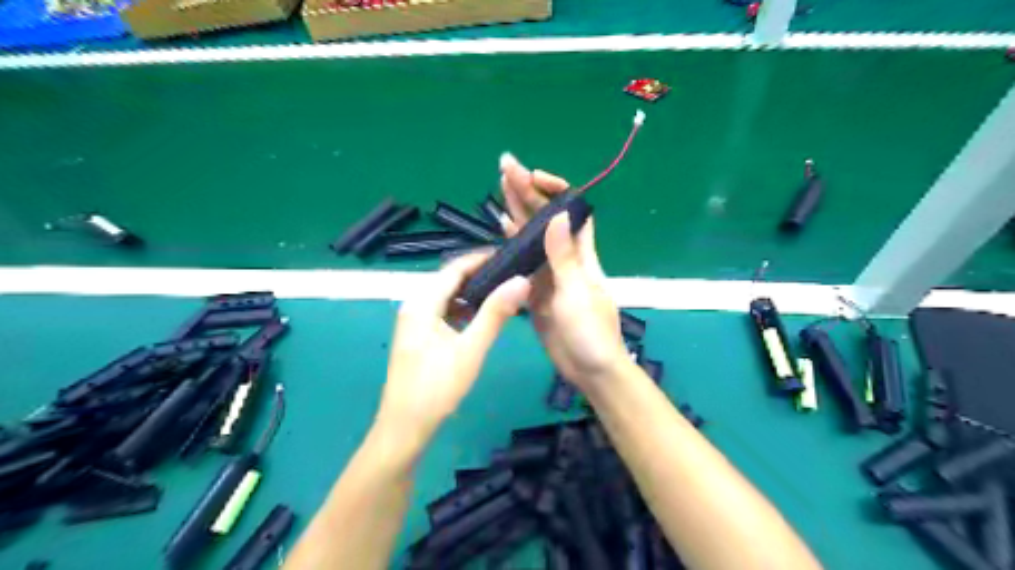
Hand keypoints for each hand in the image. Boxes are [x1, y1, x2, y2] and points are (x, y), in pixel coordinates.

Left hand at [374, 253, 531, 444]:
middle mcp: (414, 305)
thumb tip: (522, 280)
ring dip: (474, 292)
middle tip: (514, 274)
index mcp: (422, 303)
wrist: (404, 428)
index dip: (482, 259)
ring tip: (504, 292)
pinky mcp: (419, 336)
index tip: (511, 256)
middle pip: (450, 280)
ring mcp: (414, 322)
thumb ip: (495, 314)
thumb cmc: (436, 389)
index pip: (454, 268)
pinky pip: (444, 312)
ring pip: (448, 296)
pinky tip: (483, 316)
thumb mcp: (470, 350)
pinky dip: (464, 309)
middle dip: (481, 274)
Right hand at [499, 155, 631, 388]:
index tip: (533, 175)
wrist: (590, 370)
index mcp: (580, 253)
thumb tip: (557, 214)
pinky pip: (521, 262)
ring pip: (530, 236)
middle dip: (527, 191)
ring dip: (516, 211)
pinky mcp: (535, 292)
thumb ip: (564, 256)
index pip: (570, 210)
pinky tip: (500, 229)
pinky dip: (510, 244)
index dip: (554, 189)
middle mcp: (564, 258)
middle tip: (505, 165)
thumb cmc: (591, 332)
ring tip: (499, 186)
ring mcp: (548, 274)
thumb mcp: (577, 293)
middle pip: (544, 218)